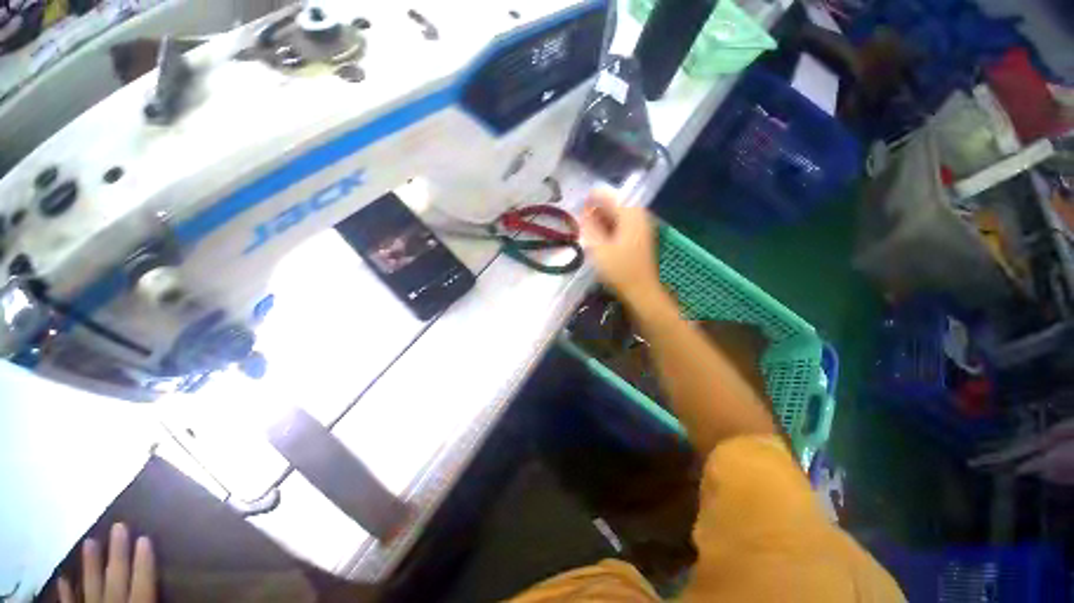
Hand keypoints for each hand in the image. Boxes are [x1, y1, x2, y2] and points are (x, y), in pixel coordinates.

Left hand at [58, 524, 155, 602]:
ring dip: (91, 564)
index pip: (142, 581)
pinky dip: (66, 591)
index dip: (144, 561)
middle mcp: (112, 602)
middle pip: (115, 577)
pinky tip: (63, 578)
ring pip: (91, 585)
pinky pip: (70, 602)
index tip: (145, 536)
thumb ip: (161, 597)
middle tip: (118, 524)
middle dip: (117, 553)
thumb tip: (182, 582)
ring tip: (89, 540)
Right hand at [580, 190, 660, 300]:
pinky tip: (600, 239)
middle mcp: (638, 215)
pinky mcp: (640, 239)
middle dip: (596, 211)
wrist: (641, 291)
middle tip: (580, 222)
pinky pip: (621, 226)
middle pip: (613, 205)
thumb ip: (589, 226)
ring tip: (587, 230)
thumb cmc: (619, 270)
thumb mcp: (598, 247)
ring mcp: (641, 227)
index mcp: (630, 213)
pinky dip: (609, 228)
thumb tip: (584, 212)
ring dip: (601, 220)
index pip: (607, 195)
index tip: (577, 207)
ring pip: (617, 216)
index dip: (590, 199)